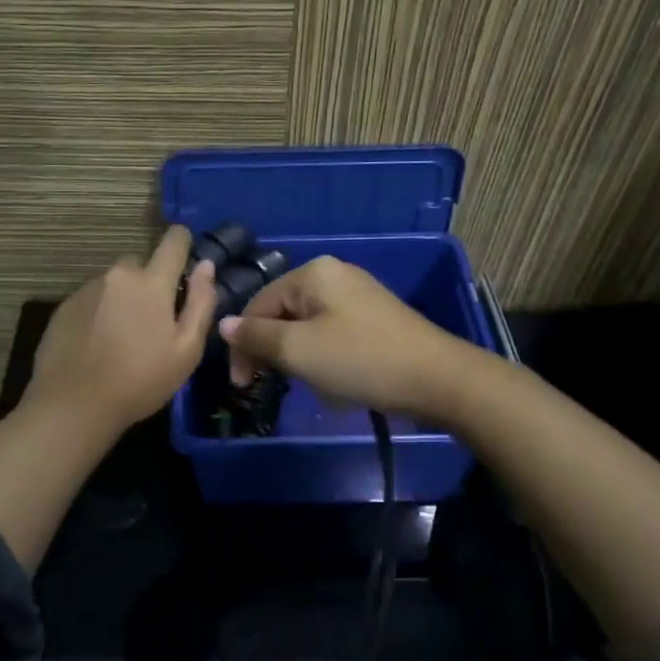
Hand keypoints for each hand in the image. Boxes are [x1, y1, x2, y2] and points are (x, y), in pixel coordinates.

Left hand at [28, 226, 216, 435]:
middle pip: (141, 265)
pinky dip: (100, 312)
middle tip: (153, 321)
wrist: (73, 405)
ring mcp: (87, 289)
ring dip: (123, 298)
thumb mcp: (186, 350)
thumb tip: (206, 266)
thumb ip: (201, 303)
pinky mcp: (64, 306)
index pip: (173, 242)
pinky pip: (92, 298)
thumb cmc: (140, 381)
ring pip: (115, 283)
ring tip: (123, 337)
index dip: (183, 243)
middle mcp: (118, 275)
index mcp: (151, 282)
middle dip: (150, 283)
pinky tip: (99, 344)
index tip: (186, 259)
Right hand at [218, 256, 471, 420]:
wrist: (437, 379)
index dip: (243, 345)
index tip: (241, 384)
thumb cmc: (360, 360)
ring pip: (305, 326)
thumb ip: (255, 337)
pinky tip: (334, 380)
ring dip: (297, 358)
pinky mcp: (373, 317)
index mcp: (312, 274)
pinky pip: (330, 333)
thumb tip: (222, 325)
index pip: (258, 305)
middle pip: (281, 313)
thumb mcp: (298, 351)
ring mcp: (356, 294)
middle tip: (270, 386)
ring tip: (306, 385)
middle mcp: (333, 274)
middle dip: (272, 351)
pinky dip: (322, 357)